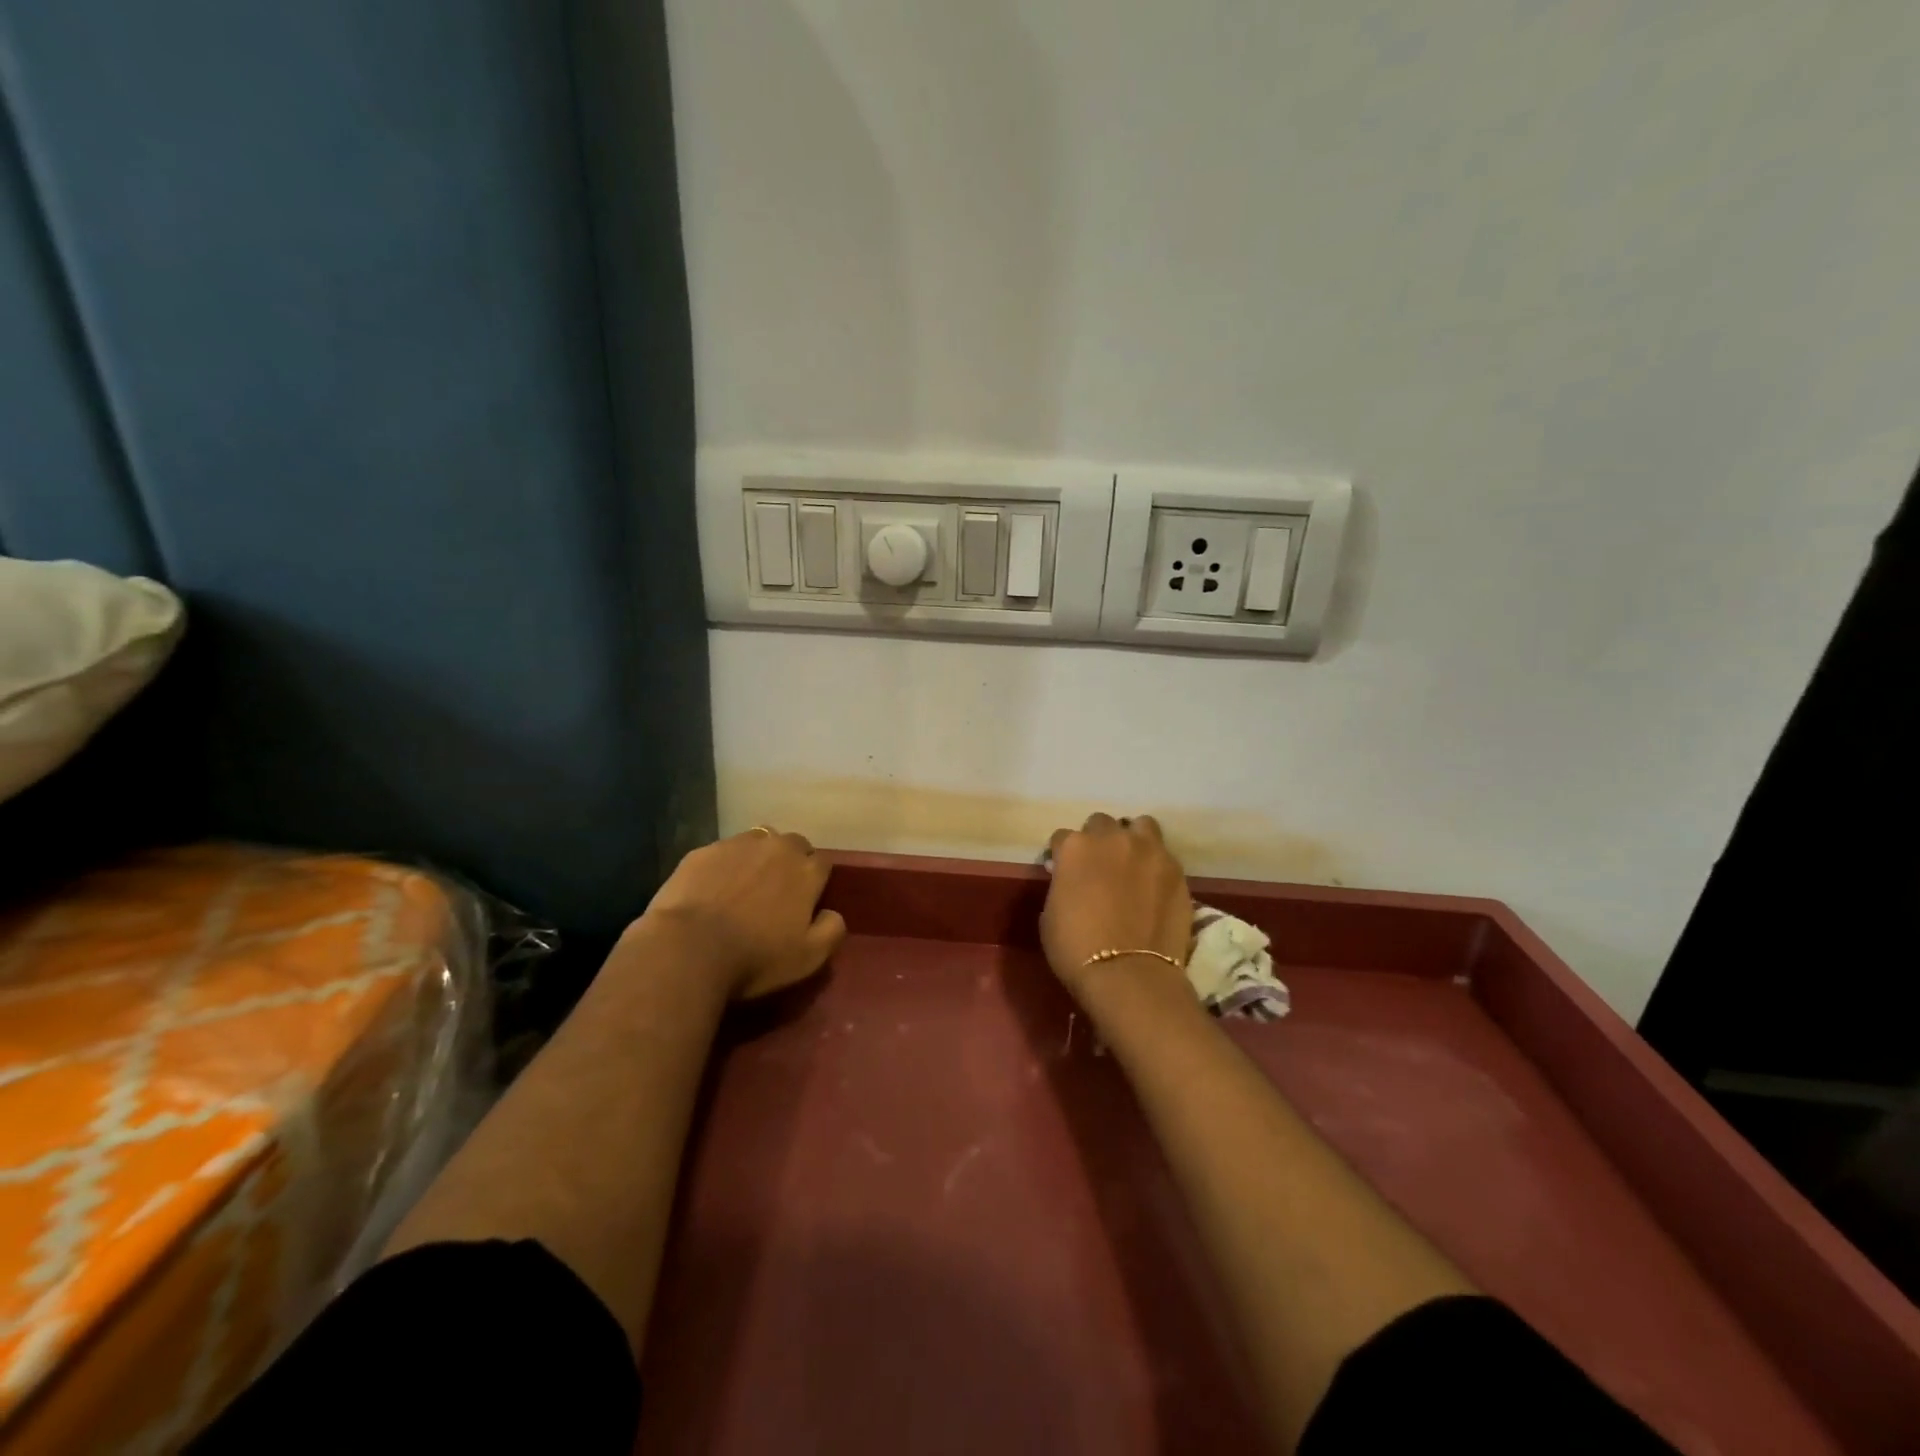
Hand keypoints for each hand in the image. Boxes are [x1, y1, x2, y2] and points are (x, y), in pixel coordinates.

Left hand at [641, 827, 846, 1000]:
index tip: (806, 902)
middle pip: (794, 844)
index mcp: (806, 871)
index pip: (822, 863)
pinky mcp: (703, 851)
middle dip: (791, 862)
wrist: (688, 948)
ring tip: (745, 886)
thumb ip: (832, 930)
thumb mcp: (808, 957)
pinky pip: (722, 852)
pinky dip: (724, 866)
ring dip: (759, 857)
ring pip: (759, 841)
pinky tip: (712, 890)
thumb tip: (832, 913)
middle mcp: (776, 847)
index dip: (816, 881)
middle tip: (777, 893)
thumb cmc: (755, 957)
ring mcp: (737, 845)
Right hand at [1042, 814, 1192, 998]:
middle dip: (1098, 840)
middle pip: (1102, 824)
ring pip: (1140, 826)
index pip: (1062, 838)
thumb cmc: (1076, 949)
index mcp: (1075, 847)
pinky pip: (1164, 854)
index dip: (1062, 856)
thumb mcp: (1050, 914)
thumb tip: (1070, 881)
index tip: (1064, 872)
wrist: (1129, 974)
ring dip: (1133, 839)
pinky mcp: (1176, 869)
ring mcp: (1149, 850)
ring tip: (1133, 864)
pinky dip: (1156, 865)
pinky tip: (1154, 886)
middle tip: (1100, 867)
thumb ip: (1062, 885)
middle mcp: (1112, 838)